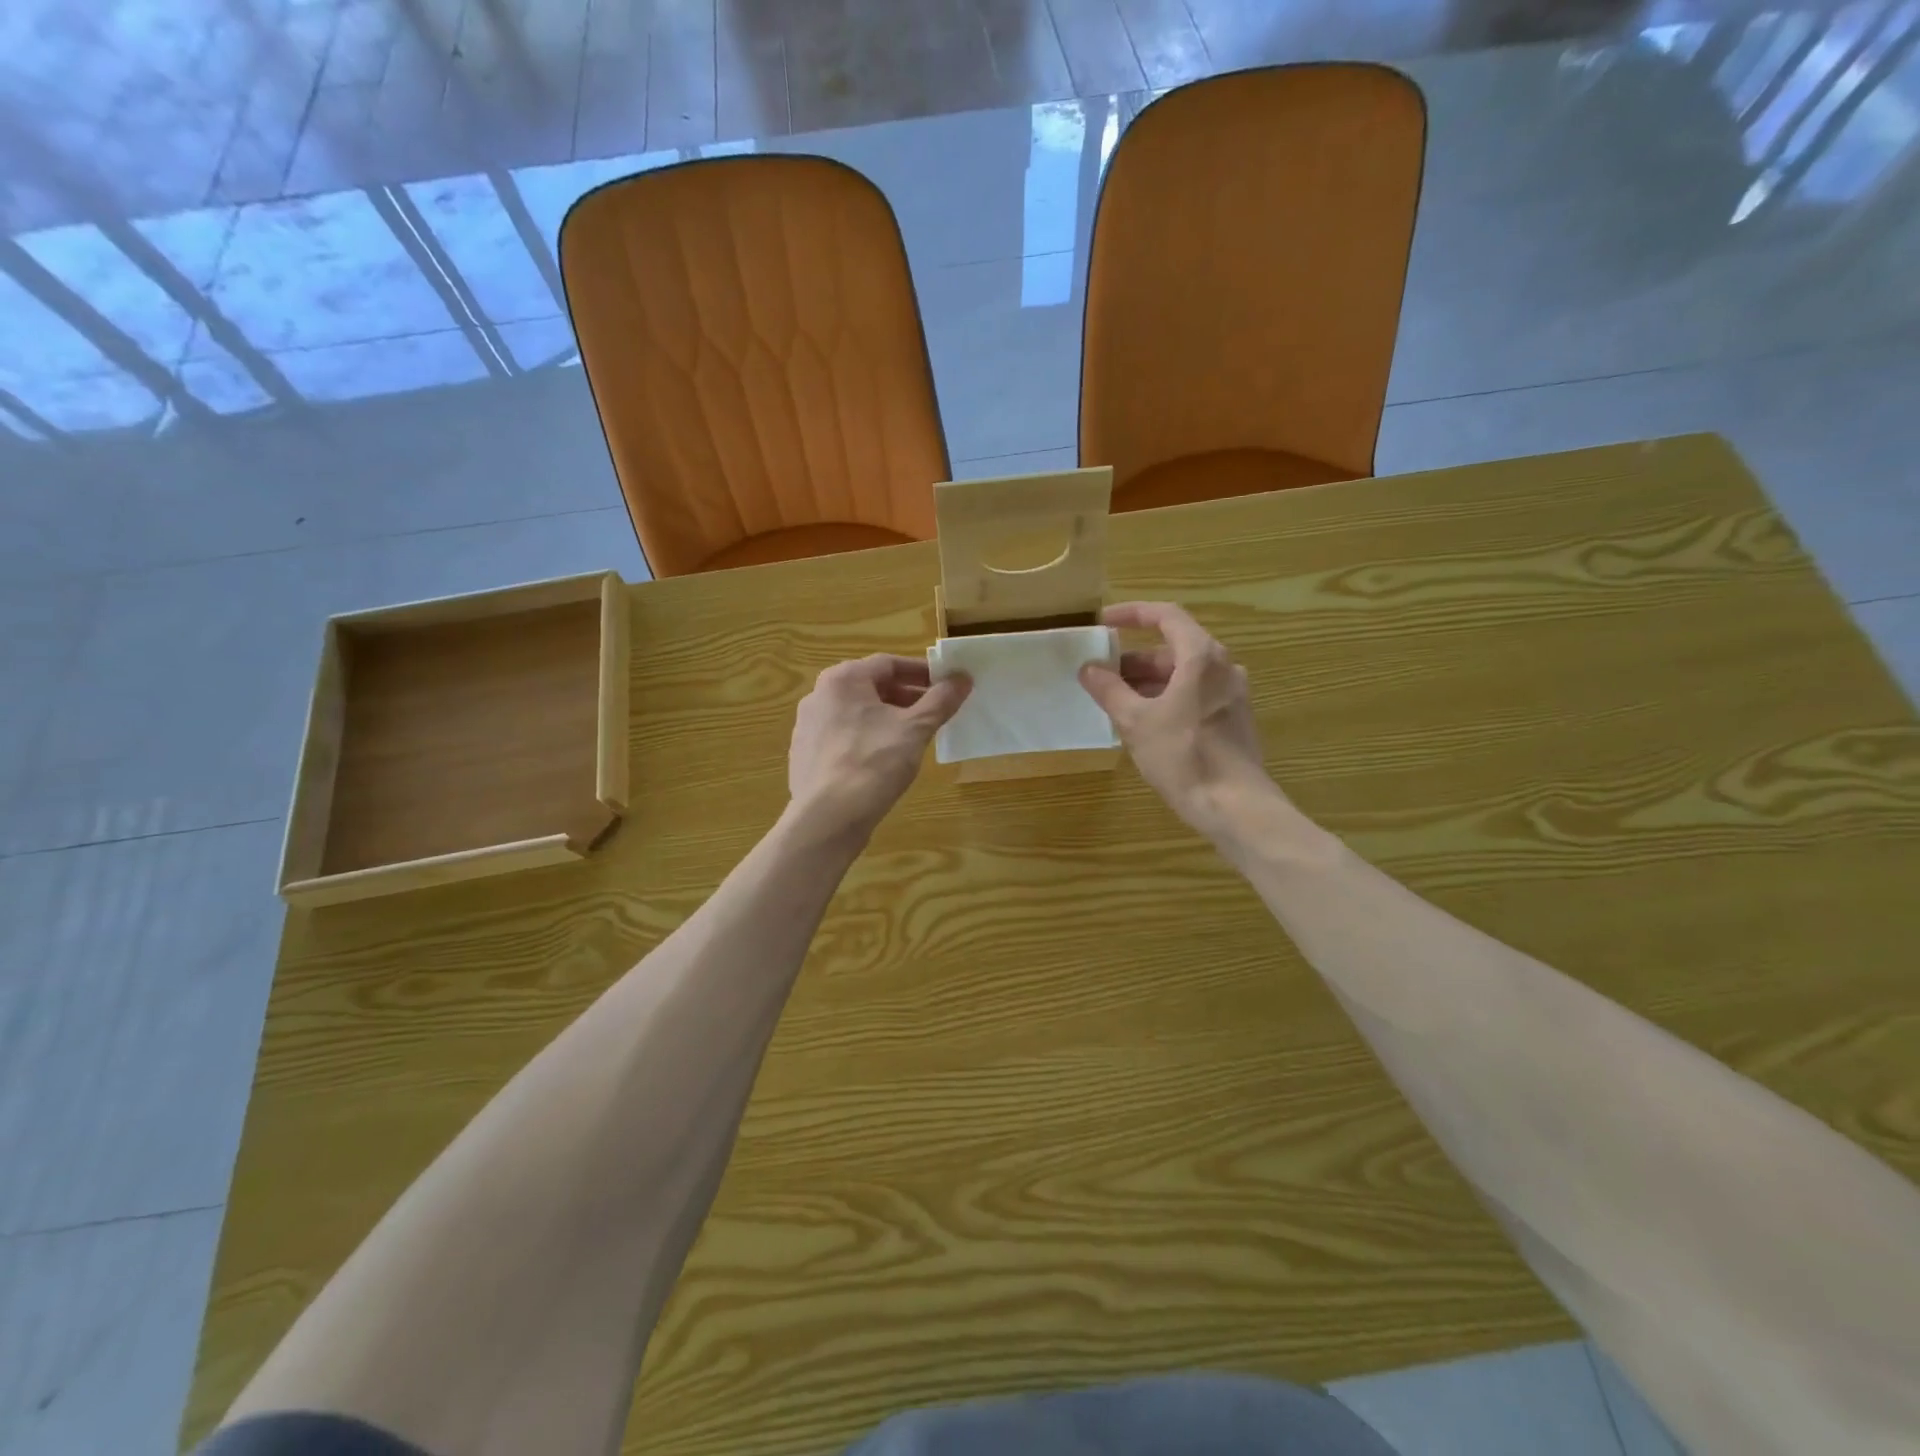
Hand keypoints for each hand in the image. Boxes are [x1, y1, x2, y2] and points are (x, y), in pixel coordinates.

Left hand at [787, 655, 970, 841]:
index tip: (948, 685)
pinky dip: (869, 739)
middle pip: (872, 687)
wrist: (827, 818)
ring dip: (889, 718)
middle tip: (937, 712)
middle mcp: (819, 695)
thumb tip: (962, 678)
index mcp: (843, 679)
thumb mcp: (915, 729)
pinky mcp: (806, 755)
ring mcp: (808, 726)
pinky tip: (886, 760)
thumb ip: (941, 700)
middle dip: (907, 697)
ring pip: (858, 713)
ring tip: (916, 737)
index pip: (889, 664)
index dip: (922, 673)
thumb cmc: (873, 763)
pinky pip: (844, 736)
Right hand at [1079, 602, 1280, 843]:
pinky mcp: (1233, 719)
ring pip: (1184, 674)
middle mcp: (1223, 667)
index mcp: (1201, 657)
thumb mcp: (1136, 722)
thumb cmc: (1183, 756)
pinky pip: (1195, 695)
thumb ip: (1109, 690)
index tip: (1104, 622)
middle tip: (1101, 673)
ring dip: (1148, 681)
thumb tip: (1089, 669)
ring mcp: (1232, 694)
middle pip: (1174, 648)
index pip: (1166, 616)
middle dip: (1135, 658)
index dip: (1133, 614)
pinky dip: (1167, 697)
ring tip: (1115, 700)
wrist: (1235, 806)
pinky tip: (1144, 722)